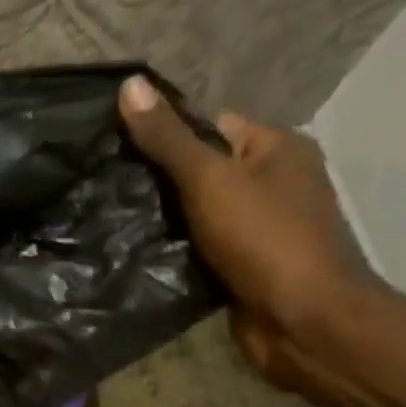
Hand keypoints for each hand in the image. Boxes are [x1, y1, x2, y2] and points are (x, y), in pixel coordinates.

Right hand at [118, 76, 367, 383]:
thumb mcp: (209, 180)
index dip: (161, 132)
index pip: (208, 124)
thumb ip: (167, 138)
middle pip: (200, 168)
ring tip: (107, 215)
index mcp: (276, 148)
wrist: (302, 321)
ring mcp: (259, 225)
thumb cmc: (263, 239)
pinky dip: (172, 247)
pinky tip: (133, 249)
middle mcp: (272, 181)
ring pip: (196, 210)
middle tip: (103, 183)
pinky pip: (199, 244)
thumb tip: (130, 85)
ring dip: (160, 216)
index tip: (112, 146)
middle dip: (156, 178)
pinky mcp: (243, 263)